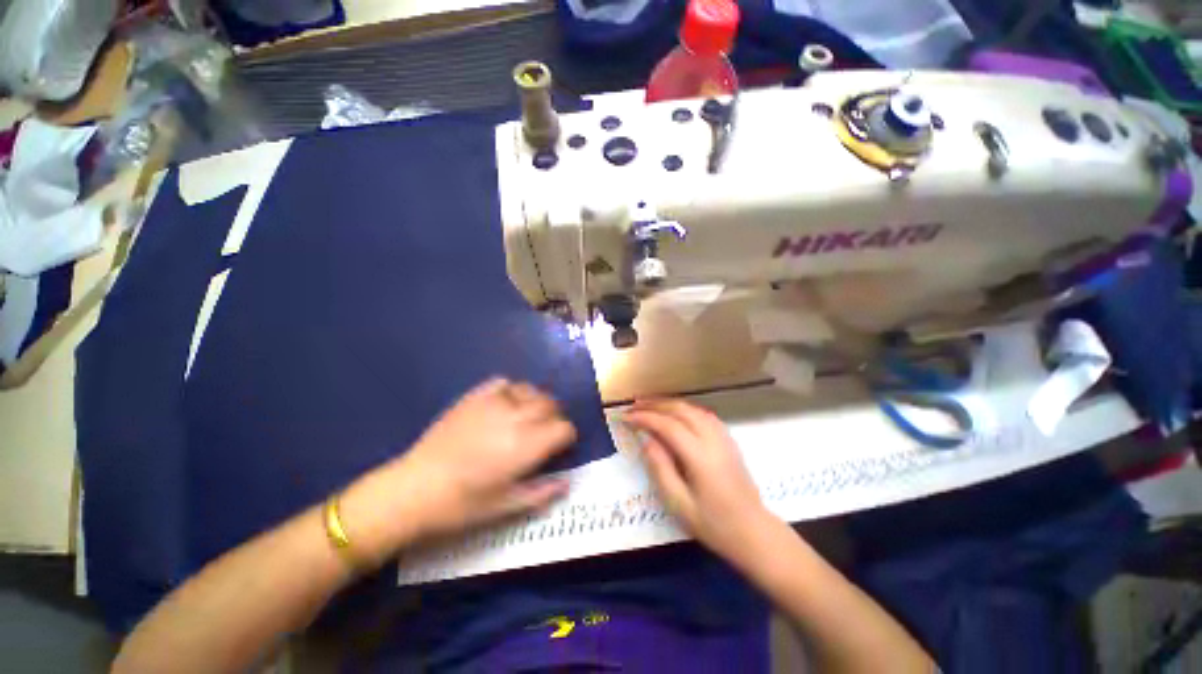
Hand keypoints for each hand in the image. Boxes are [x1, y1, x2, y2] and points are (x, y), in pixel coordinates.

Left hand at [340, 378, 575, 562]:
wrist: (414, 489)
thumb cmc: (462, 504)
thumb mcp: (505, 507)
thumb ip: (541, 493)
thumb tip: (567, 482)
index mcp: (525, 446)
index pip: (563, 428)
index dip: (566, 437)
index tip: (559, 447)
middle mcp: (515, 418)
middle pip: (551, 405)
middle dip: (555, 417)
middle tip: (545, 432)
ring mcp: (493, 404)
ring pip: (531, 390)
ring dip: (537, 402)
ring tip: (528, 416)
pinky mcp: (474, 397)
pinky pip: (503, 383)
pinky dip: (512, 391)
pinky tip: (505, 404)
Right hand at [624, 399, 777, 566]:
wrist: (754, 533)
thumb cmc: (714, 524)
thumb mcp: (679, 504)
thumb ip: (660, 468)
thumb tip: (645, 439)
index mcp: (700, 456)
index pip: (668, 426)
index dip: (645, 418)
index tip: (626, 417)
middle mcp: (713, 439)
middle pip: (681, 410)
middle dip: (655, 405)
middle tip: (633, 406)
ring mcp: (724, 437)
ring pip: (693, 409)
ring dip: (669, 403)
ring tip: (649, 405)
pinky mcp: (728, 440)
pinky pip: (703, 414)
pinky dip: (685, 409)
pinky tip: (675, 413)